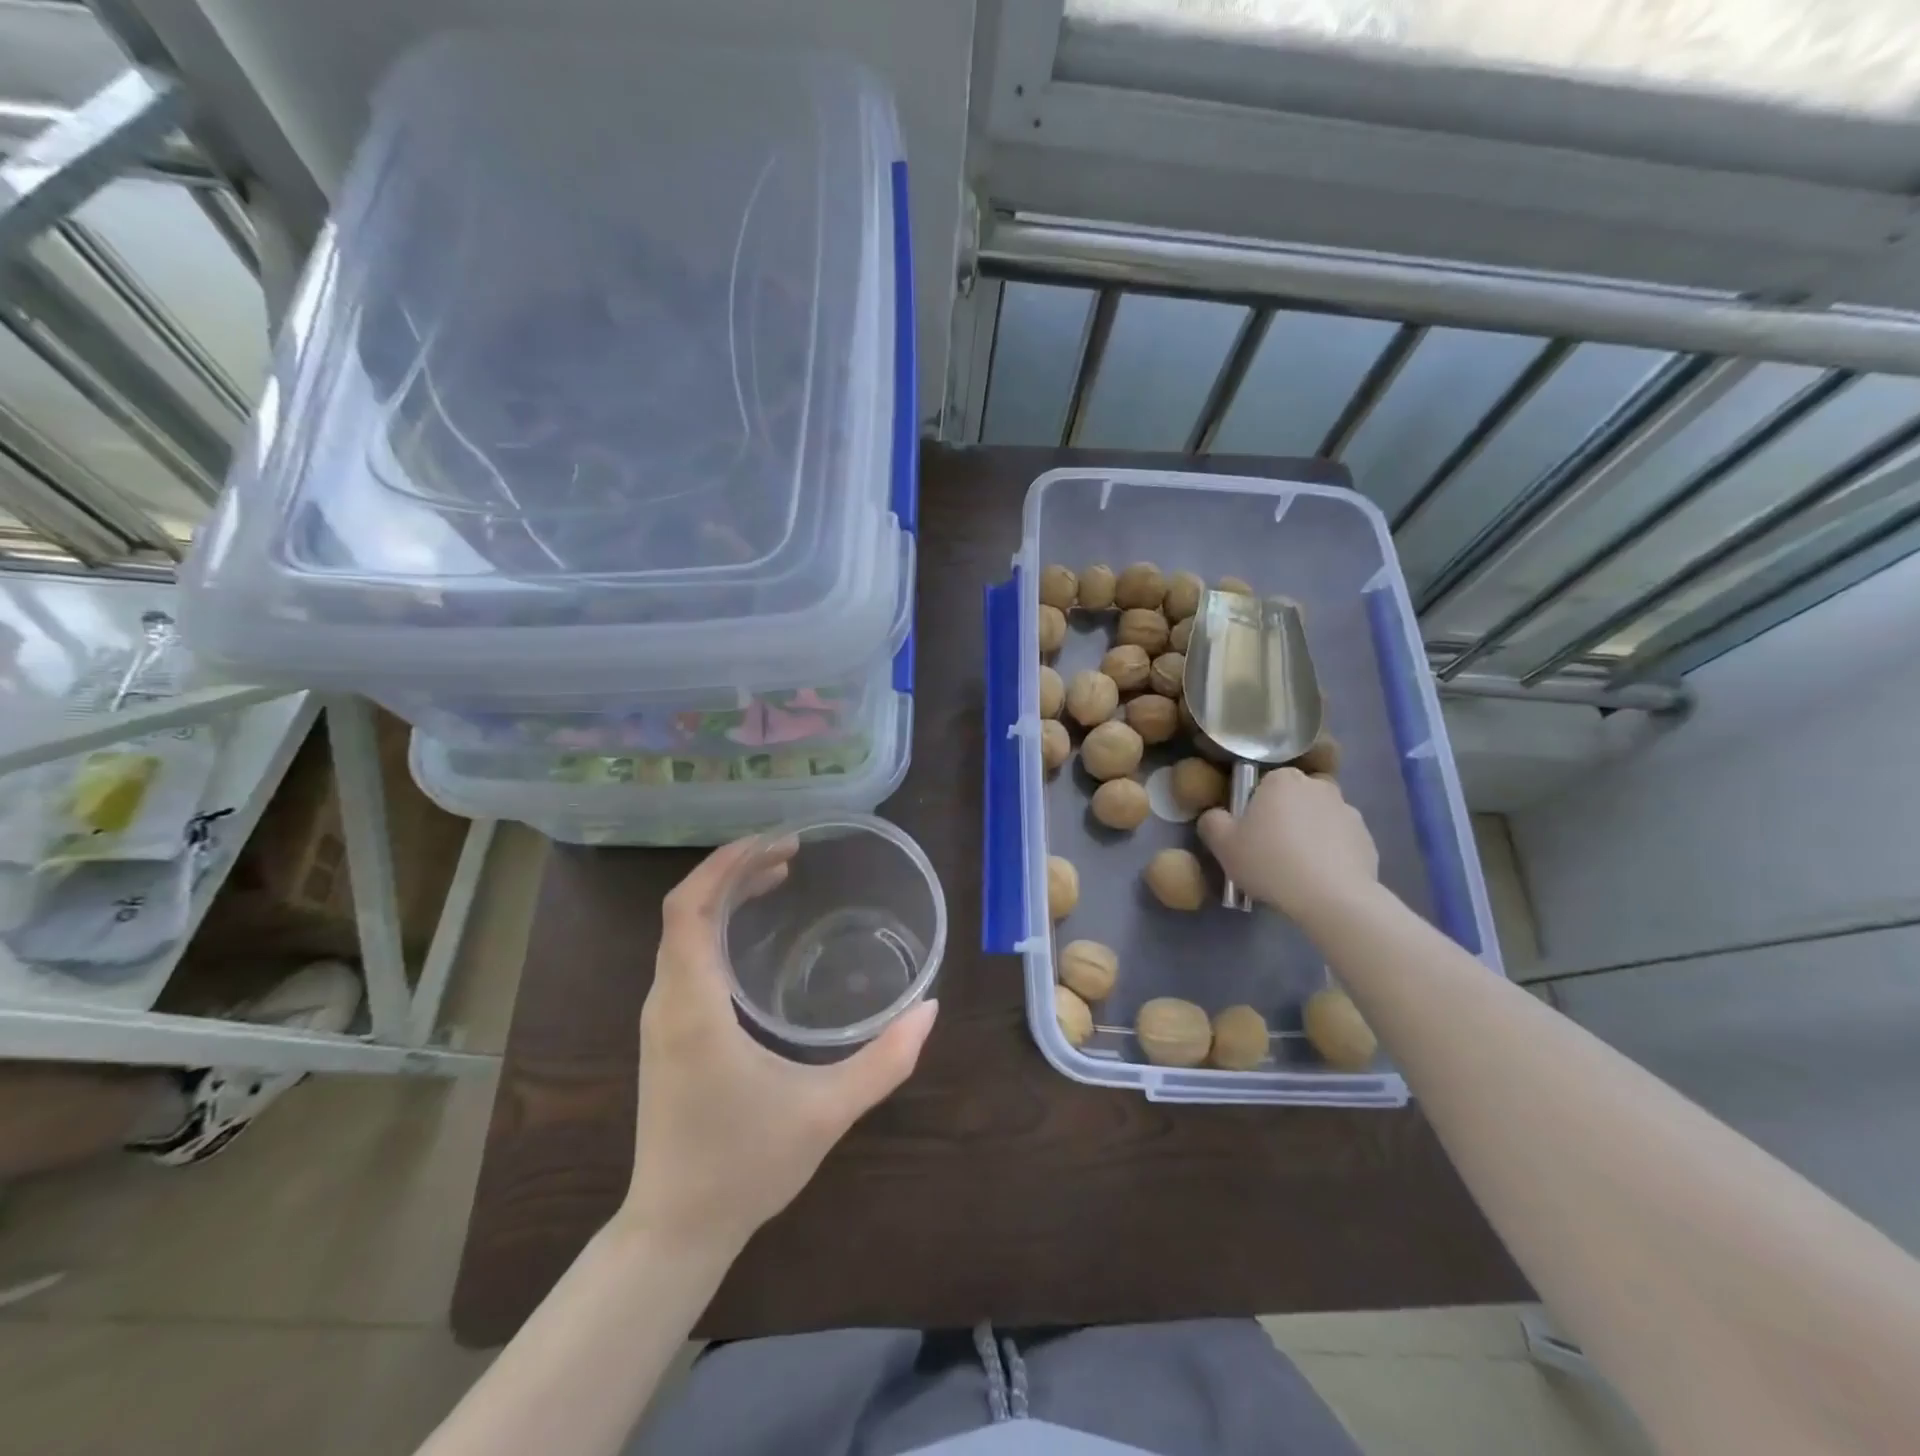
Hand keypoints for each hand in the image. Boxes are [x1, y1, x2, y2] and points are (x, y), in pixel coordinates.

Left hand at [621, 838, 938, 1256]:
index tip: (774, 844)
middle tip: (790, 853)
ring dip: (723, 895)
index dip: (724, 866)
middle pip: (684, 910)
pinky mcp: (666, 1033)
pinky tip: (755, 933)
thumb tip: (931, 1009)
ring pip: (681, 932)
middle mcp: (668, 1002)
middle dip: (732, 870)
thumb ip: (885, 1061)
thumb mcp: (827, 1113)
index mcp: (694, 1008)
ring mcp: (661, 1018)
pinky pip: (684, 956)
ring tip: (777, 877)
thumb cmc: (745, 1166)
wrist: (675, 1229)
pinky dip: (715, 925)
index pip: (688, 910)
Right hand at [1198, 767, 1378, 924]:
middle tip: (1269, 854)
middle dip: (1283, 820)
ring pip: (1318, 821)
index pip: (1262, 786)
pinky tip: (1319, 880)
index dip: (1253, 810)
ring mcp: (1348, 811)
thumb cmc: (1270, 862)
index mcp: (1282, 779)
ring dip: (1308, 837)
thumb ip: (1212, 822)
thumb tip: (1216, 816)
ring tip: (1296, 872)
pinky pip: (1340, 843)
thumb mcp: (1222, 844)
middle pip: (1292, 801)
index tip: (1249, 836)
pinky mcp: (1368, 840)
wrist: (1332, 898)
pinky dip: (1330, 855)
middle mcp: (1319, 786)